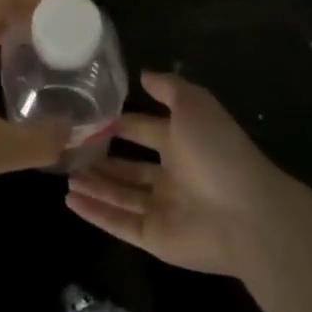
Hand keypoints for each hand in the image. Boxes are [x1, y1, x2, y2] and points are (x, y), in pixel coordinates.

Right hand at [66, 72, 287, 277]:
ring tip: (64, 175)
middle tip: (67, 149)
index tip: (88, 117)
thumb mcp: (194, 104)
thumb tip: (142, 73)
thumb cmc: (218, 152)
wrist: (248, 216)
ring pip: (120, 195)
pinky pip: (120, 222)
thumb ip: (168, 88)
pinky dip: (95, 213)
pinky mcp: (155, 238)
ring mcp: (163, 209)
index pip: (143, 131)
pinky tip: (70, 200)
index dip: (118, 124)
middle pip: (128, 167)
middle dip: (101, 158)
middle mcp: (171, 177)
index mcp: (182, 144)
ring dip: (93, 185)